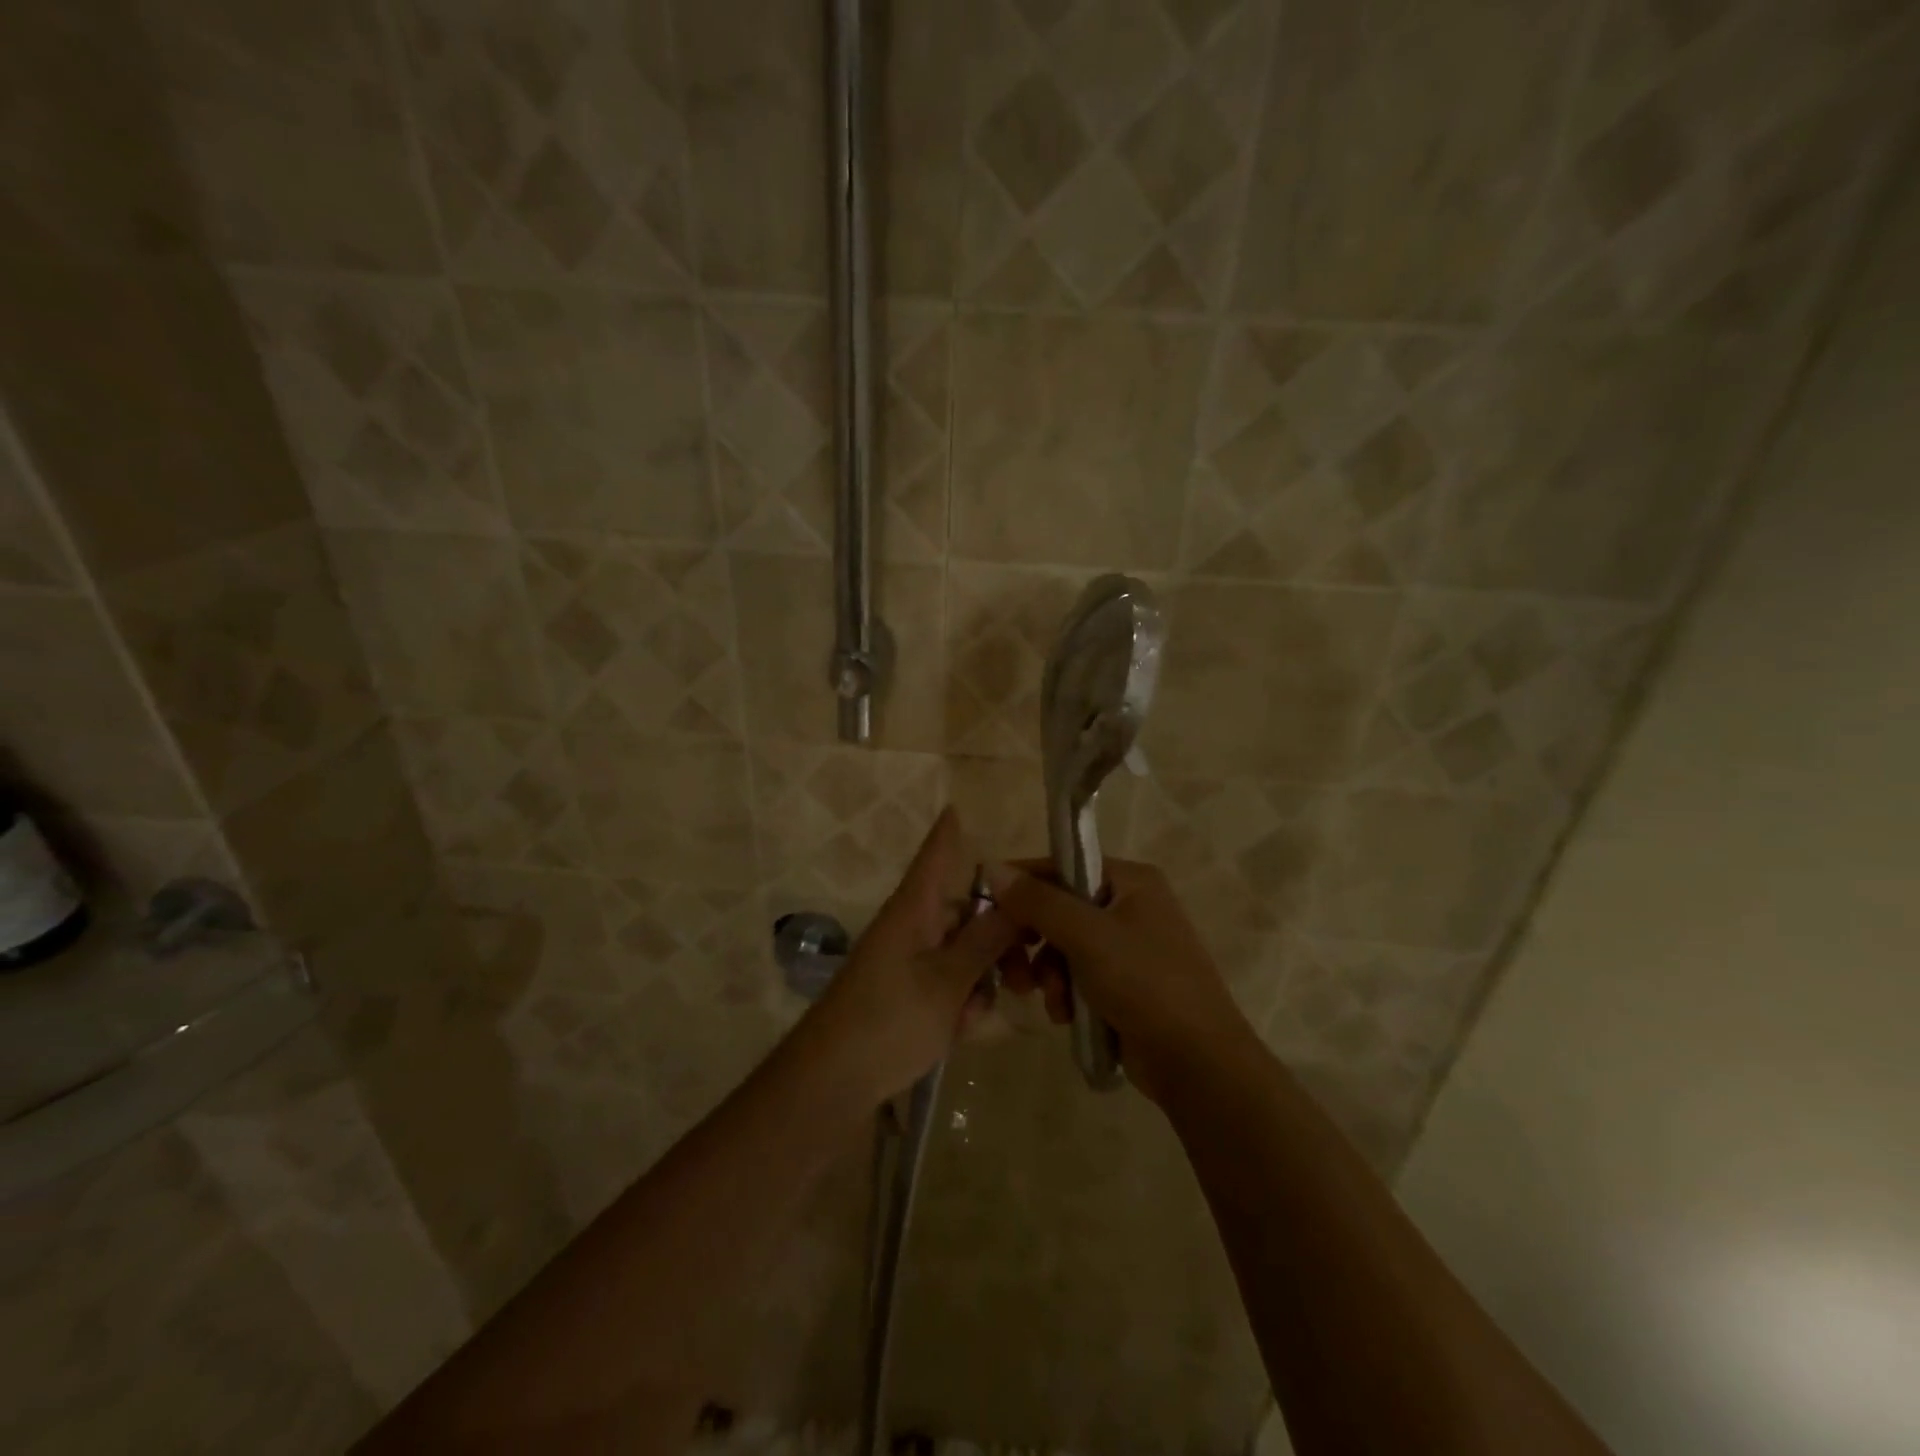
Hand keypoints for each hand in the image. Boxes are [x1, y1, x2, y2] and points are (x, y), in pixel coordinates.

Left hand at [800, 808, 1021, 1105]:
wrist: (831, 1082)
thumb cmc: (889, 1021)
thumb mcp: (948, 982)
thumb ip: (986, 940)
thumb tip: (1018, 896)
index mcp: (915, 909)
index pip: (936, 856)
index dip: (950, 832)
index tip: (960, 807)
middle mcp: (911, 926)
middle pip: (964, 910)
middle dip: (998, 935)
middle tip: (1028, 972)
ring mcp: (906, 960)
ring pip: (961, 950)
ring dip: (981, 975)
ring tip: (982, 1013)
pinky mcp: (904, 992)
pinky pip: (946, 980)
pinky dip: (961, 999)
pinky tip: (965, 1029)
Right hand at [988, 858, 1251, 1104]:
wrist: (1197, 1062)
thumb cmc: (1144, 983)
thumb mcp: (1087, 936)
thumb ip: (1038, 901)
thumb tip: (991, 867)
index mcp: (1130, 880)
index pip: (1061, 866)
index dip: (1022, 887)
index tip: (986, 911)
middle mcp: (1129, 905)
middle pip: (1058, 908)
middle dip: (1032, 940)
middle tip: (1010, 967)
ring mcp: (1127, 947)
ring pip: (1062, 946)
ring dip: (1047, 973)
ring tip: (1050, 999)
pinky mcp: (1123, 984)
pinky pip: (1076, 975)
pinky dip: (1065, 993)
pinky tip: (1065, 1015)